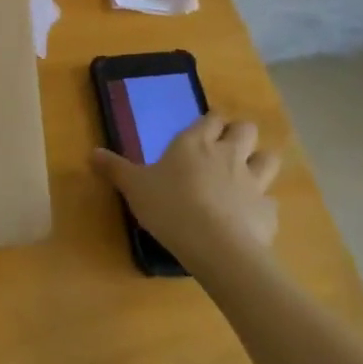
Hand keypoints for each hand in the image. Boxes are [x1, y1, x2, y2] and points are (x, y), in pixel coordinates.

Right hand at [92, 114, 279, 266]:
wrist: (216, 246)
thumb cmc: (170, 206)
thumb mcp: (134, 187)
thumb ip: (115, 168)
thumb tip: (92, 152)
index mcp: (195, 142)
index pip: (212, 117)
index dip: (211, 121)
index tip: (205, 128)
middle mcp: (228, 154)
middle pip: (246, 129)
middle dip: (240, 135)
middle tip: (226, 149)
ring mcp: (253, 182)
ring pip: (268, 159)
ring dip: (260, 163)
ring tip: (247, 176)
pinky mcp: (268, 212)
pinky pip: (270, 202)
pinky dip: (262, 207)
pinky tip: (250, 217)